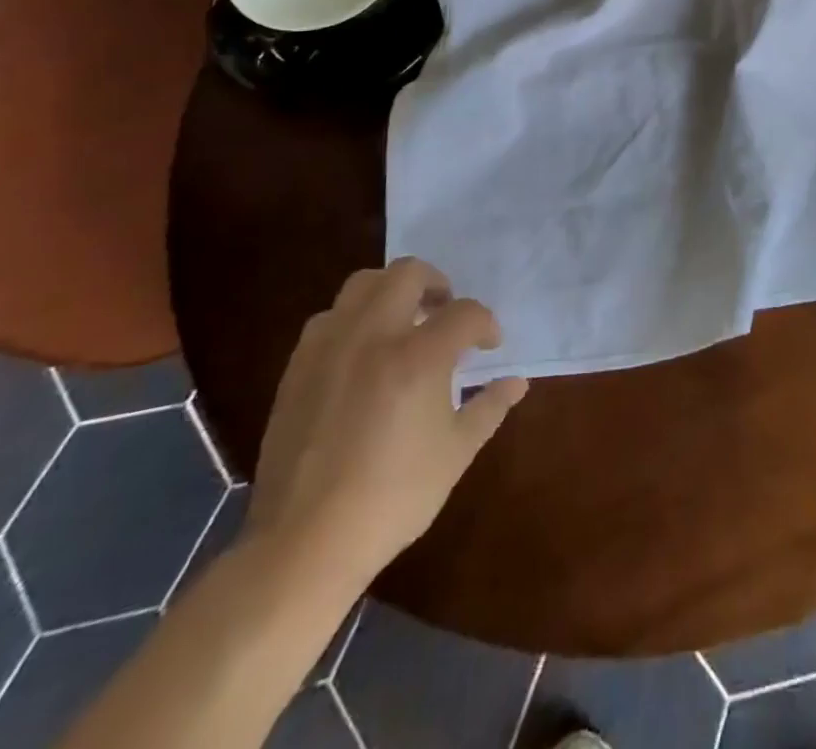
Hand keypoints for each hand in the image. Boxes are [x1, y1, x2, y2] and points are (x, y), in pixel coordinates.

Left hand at [242, 259, 527, 592]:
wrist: (305, 542)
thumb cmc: (393, 496)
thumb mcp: (456, 452)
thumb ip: (490, 407)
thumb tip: (517, 382)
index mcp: (418, 355)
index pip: (465, 313)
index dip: (485, 324)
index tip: (489, 345)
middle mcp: (374, 336)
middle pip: (408, 273)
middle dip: (437, 284)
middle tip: (446, 312)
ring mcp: (330, 348)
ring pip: (362, 284)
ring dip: (391, 292)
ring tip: (404, 324)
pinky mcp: (298, 368)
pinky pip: (329, 319)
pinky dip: (354, 320)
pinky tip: (363, 354)